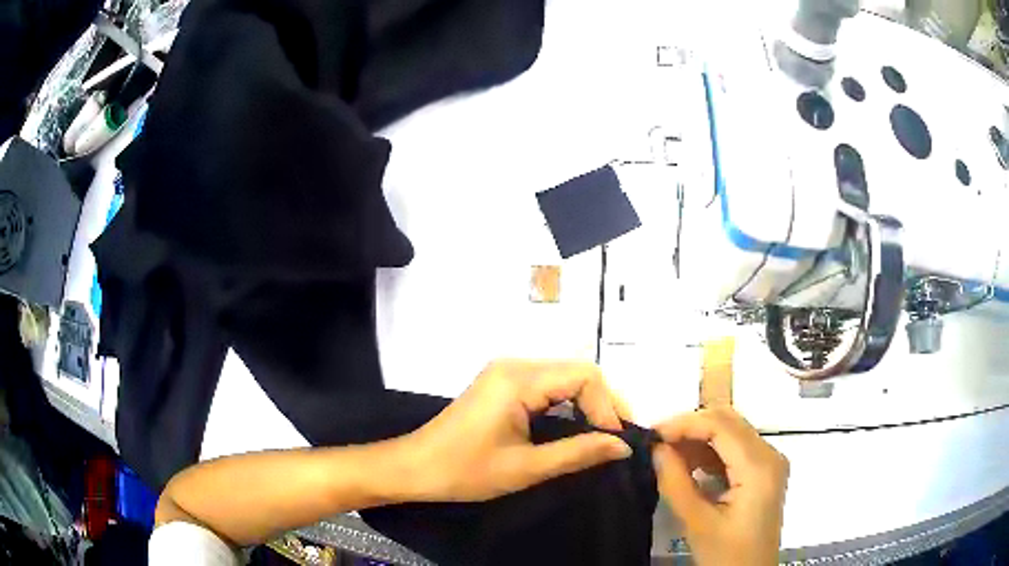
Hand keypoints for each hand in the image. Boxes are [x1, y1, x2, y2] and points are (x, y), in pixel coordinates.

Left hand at [404, 360, 632, 502]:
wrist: (415, 468)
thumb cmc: (465, 471)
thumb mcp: (526, 467)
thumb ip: (578, 452)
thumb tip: (622, 446)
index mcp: (518, 379)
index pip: (584, 376)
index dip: (607, 406)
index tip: (615, 441)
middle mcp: (514, 365)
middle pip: (576, 373)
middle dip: (601, 404)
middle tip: (615, 440)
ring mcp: (505, 373)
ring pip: (563, 378)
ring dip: (586, 404)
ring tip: (601, 436)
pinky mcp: (501, 384)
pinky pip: (546, 386)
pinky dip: (566, 405)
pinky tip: (574, 428)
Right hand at [652, 408, 789, 565]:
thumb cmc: (727, 555)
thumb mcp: (697, 523)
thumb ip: (675, 482)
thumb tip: (655, 448)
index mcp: (759, 467)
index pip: (721, 425)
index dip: (685, 424)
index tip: (651, 435)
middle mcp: (770, 455)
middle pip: (729, 421)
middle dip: (690, 427)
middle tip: (656, 443)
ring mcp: (769, 462)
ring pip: (731, 432)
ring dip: (698, 438)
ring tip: (666, 454)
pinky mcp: (763, 472)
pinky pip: (735, 449)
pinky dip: (709, 452)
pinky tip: (687, 465)